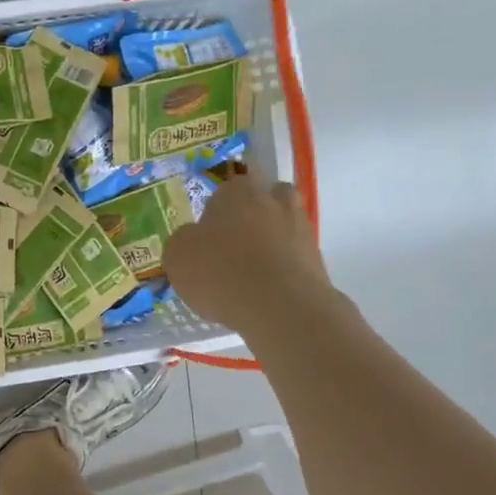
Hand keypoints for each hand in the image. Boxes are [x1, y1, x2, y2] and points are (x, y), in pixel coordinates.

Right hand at [164, 177, 330, 334]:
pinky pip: (294, 257)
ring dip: (271, 242)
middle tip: (233, 247)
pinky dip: (282, 269)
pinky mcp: (318, 258)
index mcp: (238, 190)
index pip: (227, 189)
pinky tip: (266, 292)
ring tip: (251, 274)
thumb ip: (183, 241)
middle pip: (263, 200)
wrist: (280, 306)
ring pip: (283, 227)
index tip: (208, 236)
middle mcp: (274, 199)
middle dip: (252, 218)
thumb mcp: (177, 256)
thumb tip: (192, 240)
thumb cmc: (221, 271)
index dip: (216, 212)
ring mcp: (301, 227)